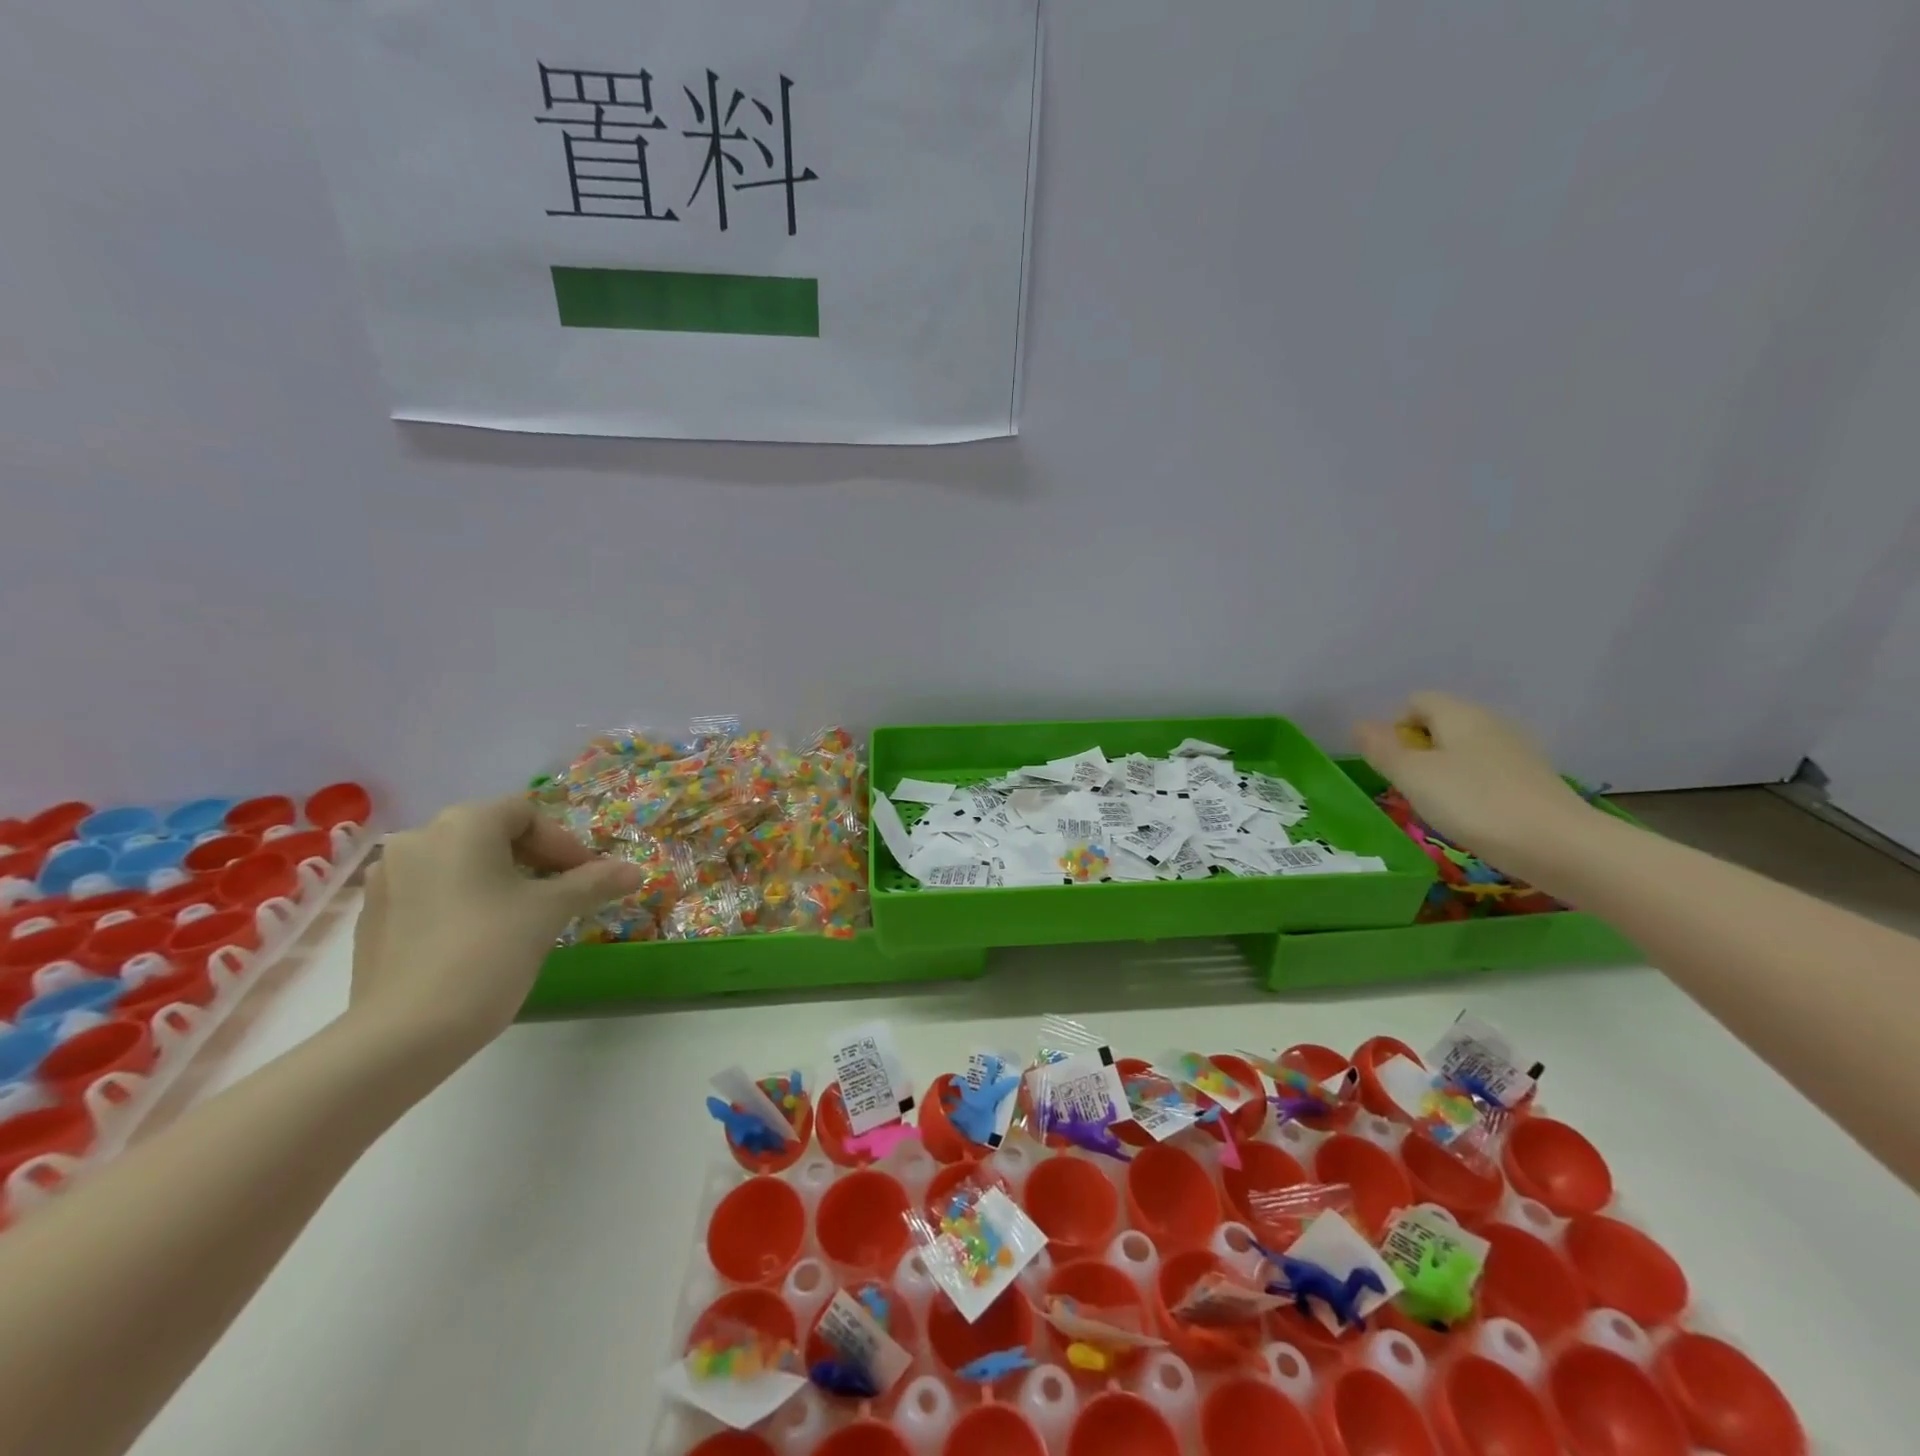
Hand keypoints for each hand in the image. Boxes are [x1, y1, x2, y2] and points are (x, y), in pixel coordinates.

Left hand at [348, 797, 641, 1058]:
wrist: (404, 1033)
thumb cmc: (488, 952)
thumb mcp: (551, 912)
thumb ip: (594, 882)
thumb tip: (634, 870)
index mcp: (462, 825)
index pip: (525, 813)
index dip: (563, 842)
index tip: (586, 876)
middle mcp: (418, 839)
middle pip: (490, 833)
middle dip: (533, 859)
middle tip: (562, 892)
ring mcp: (387, 878)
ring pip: (459, 863)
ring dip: (498, 879)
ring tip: (523, 916)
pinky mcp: (372, 917)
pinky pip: (431, 891)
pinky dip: (463, 901)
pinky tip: (480, 939)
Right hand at [1354, 693, 1592, 862]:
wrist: (1560, 846)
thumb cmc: (1474, 804)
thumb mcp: (1413, 777)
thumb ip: (1382, 750)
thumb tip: (1359, 725)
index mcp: (1459, 714)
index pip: (1415, 702)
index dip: (1395, 728)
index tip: (1393, 764)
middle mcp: (1490, 723)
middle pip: (1440, 725)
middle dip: (1418, 751)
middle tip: (1410, 788)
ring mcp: (1516, 751)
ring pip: (1463, 750)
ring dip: (1443, 772)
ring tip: (1438, 806)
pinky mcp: (1532, 780)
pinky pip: (1487, 773)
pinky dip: (1471, 788)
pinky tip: (1471, 817)